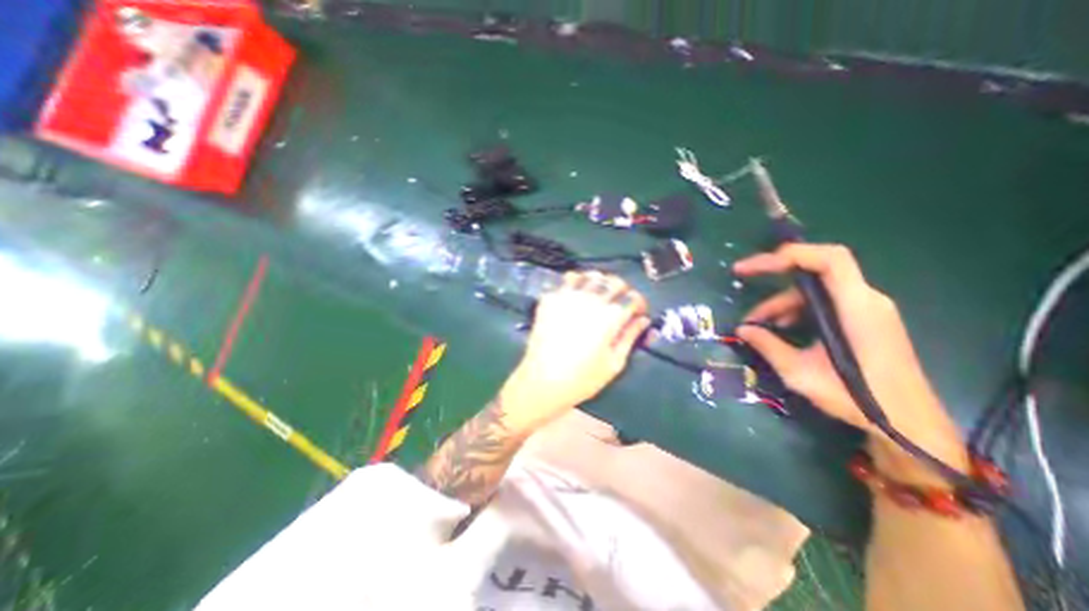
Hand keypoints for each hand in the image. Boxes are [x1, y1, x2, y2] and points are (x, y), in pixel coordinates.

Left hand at [499, 269, 650, 432]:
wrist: (542, 381)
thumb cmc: (582, 379)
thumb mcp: (614, 363)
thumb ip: (630, 337)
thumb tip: (643, 320)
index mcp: (610, 317)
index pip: (632, 298)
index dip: (638, 303)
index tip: (636, 311)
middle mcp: (590, 300)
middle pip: (613, 281)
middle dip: (622, 290)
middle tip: (619, 302)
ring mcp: (567, 297)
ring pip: (589, 275)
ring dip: (598, 282)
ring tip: (597, 294)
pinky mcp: (550, 299)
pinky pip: (566, 281)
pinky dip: (575, 283)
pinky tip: (575, 295)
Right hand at [735, 244, 964, 477]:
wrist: (909, 424)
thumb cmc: (858, 399)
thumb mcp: (801, 373)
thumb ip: (768, 346)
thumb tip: (742, 330)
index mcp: (856, 307)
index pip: (829, 259)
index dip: (789, 254)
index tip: (752, 268)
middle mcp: (866, 300)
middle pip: (813, 275)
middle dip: (773, 286)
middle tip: (747, 299)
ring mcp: (868, 309)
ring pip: (815, 291)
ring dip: (782, 304)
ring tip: (759, 326)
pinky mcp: (865, 319)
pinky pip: (825, 303)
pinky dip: (798, 311)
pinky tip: (783, 330)